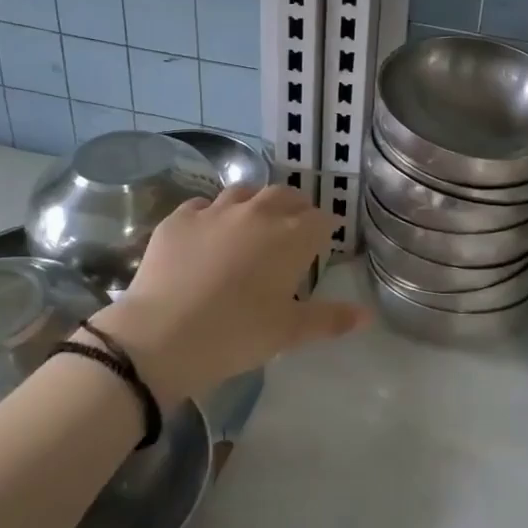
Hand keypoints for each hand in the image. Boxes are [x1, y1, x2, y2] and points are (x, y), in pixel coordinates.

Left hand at [90, 185, 368, 405]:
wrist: (161, 336)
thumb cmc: (236, 334)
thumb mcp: (288, 332)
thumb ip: (330, 319)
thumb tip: (367, 316)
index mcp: (291, 236)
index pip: (321, 219)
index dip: (324, 231)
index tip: (320, 248)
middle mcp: (258, 212)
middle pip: (286, 195)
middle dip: (295, 208)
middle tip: (291, 232)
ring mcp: (215, 210)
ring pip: (244, 192)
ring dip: (255, 204)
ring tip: (251, 226)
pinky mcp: (179, 218)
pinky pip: (203, 205)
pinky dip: (212, 214)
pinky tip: (208, 234)